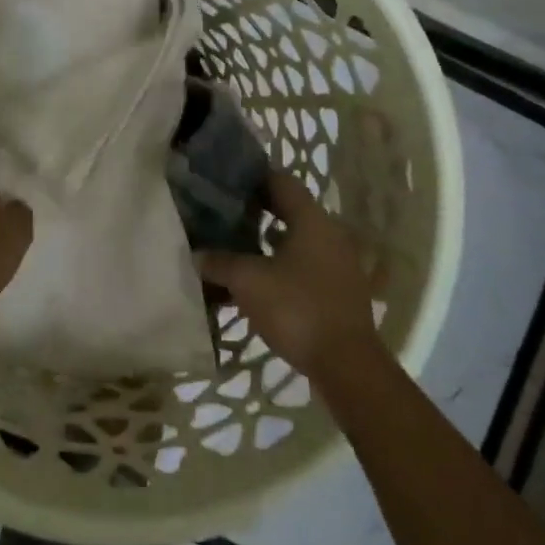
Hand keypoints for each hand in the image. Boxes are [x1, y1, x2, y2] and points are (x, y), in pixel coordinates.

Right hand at [195, 170, 381, 382]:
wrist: (347, 366)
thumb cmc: (296, 309)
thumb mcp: (247, 281)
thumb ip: (220, 261)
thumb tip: (198, 253)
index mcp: (312, 220)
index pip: (280, 181)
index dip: (252, 178)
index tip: (225, 182)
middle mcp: (329, 234)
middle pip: (288, 210)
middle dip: (255, 211)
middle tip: (222, 213)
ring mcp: (338, 263)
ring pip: (295, 240)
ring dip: (266, 241)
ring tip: (233, 246)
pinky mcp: (338, 290)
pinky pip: (304, 265)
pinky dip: (280, 265)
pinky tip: (255, 280)